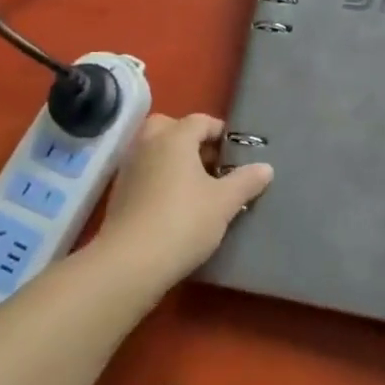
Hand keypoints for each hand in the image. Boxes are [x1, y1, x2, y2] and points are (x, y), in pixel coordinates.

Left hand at [98, 114, 273, 287]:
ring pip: (154, 150)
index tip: (236, 152)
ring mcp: (129, 167)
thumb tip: (266, 168)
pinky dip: (159, 178)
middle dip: (190, 139)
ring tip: (196, 186)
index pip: (200, 121)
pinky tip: (174, 204)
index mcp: (174, 137)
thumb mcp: (224, 203)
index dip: (220, 132)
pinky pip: (144, 172)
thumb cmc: (183, 222)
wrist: (130, 263)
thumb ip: (246, 181)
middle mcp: (148, 144)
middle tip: (211, 163)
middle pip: (170, 128)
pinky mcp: (119, 193)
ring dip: (173, 159)